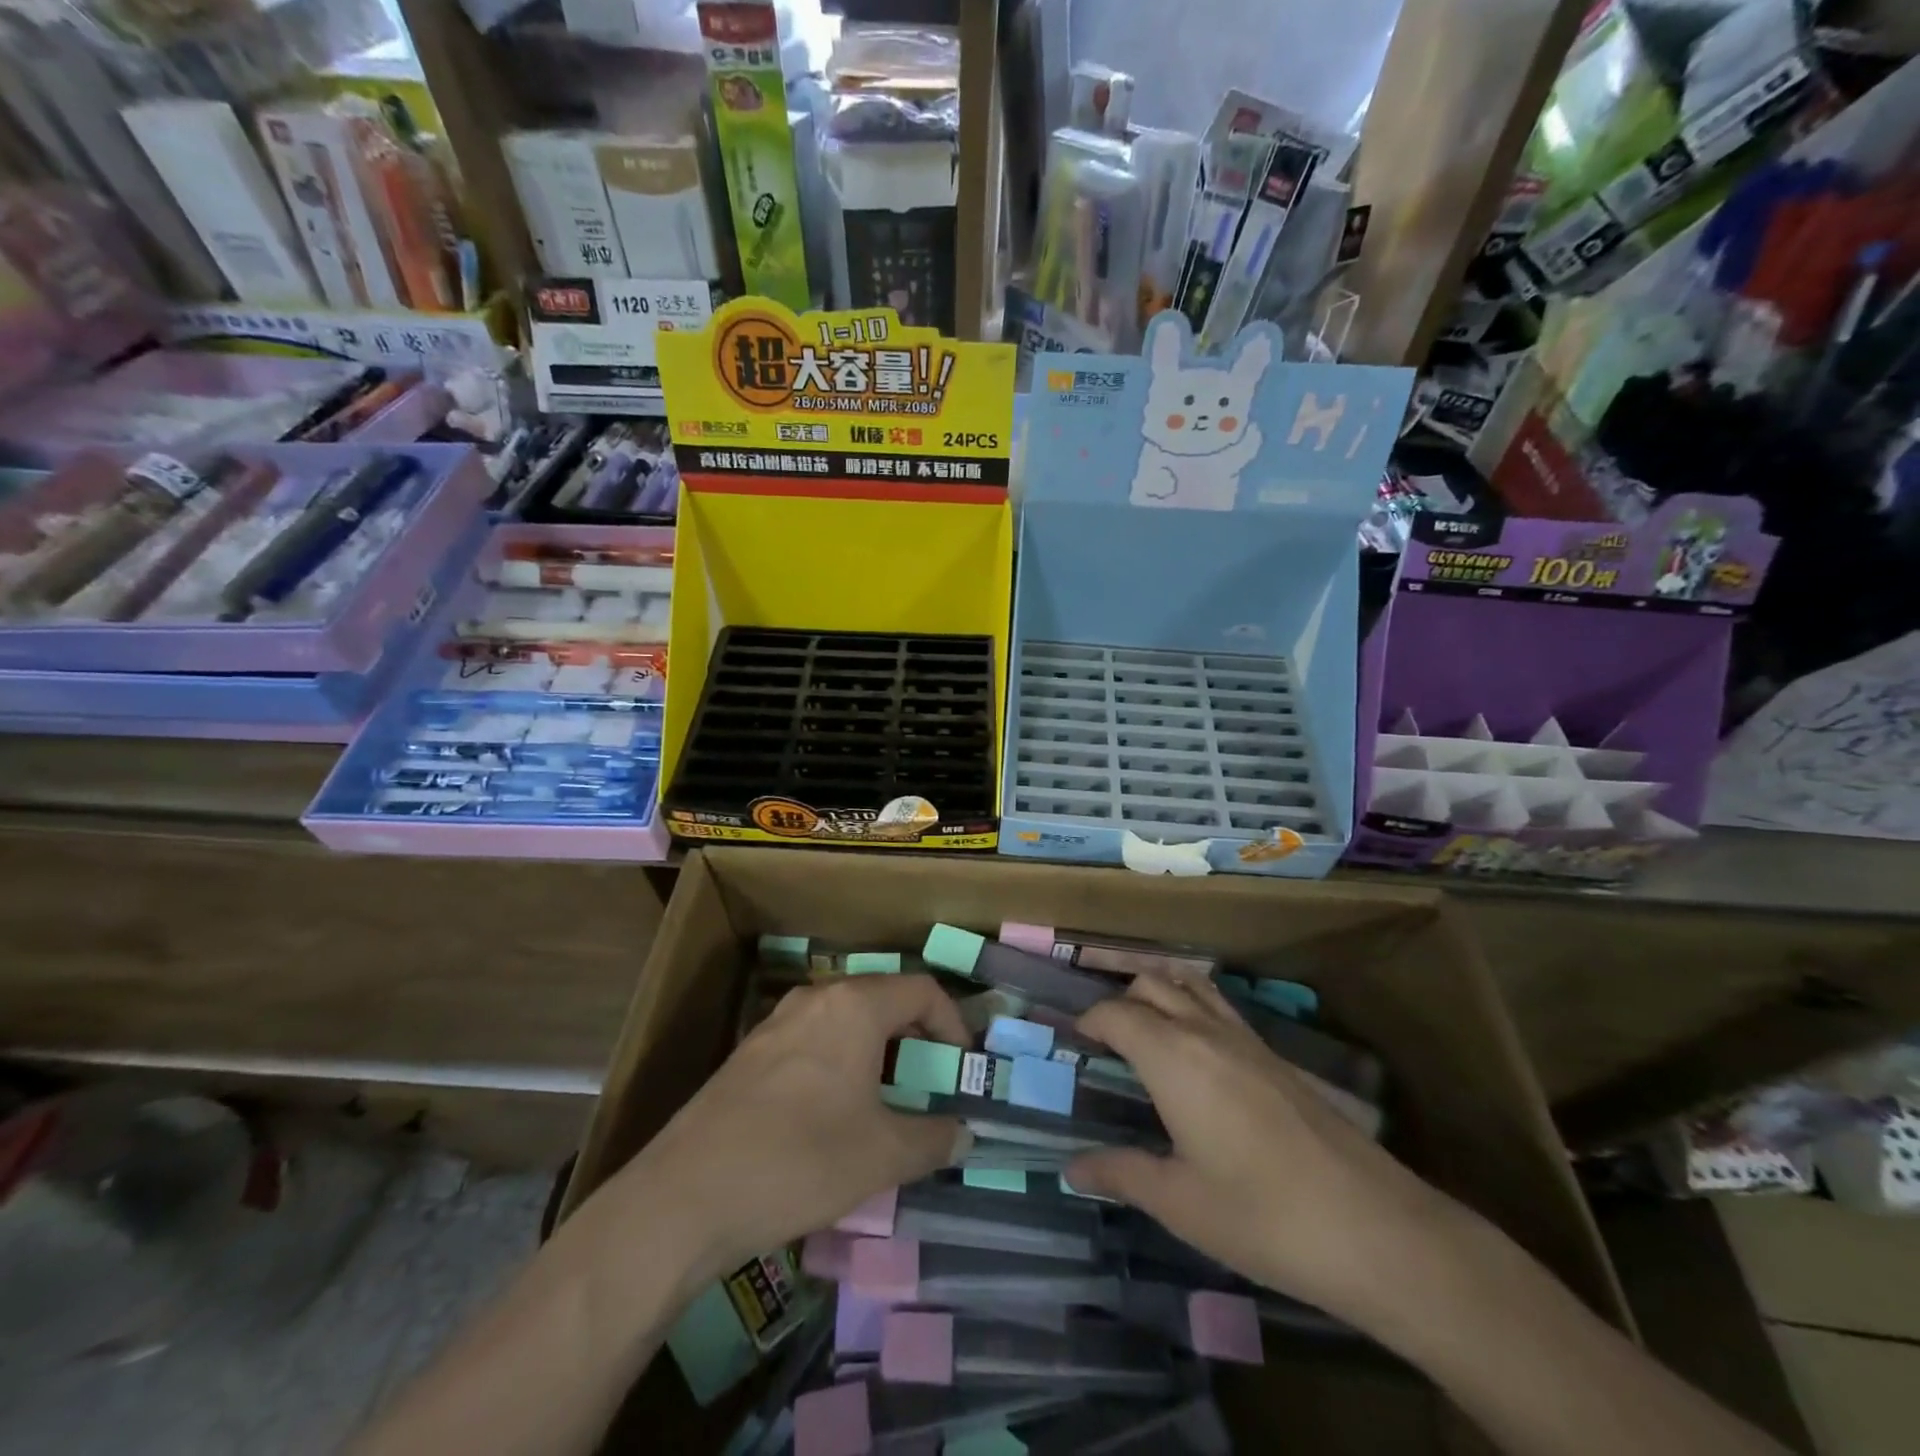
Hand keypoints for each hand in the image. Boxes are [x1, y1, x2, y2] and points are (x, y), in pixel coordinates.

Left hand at [600, 974, 970, 1287]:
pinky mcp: (750, 1052)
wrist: (686, 1196)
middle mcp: (817, 998)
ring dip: (876, 1051)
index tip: (961, 1069)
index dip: (953, 1024)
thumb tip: (964, 1134)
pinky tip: (832, 1113)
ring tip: (885, 1101)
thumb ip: (934, 1139)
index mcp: (855, 1006)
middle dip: (915, 1038)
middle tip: (929, 1084)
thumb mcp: (882, 1155)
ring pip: (846, 1020)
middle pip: (883, 999)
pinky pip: (813, 1040)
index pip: (922, 990)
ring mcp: (777, 1022)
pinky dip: (840, 1061)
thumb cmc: (801, 1160)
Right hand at [1065, 975, 1457, 1329]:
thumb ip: (1122, 1174)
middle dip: (1120, 998)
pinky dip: (1194, 1005)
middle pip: (1152, 984)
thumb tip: (1072, 1168)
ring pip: (1190, 985)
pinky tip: (1198, 1051)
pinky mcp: (1275, 1056)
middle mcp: (1205, 1032)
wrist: (1374, 1227)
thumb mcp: (1180, 1203)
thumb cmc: (1262, 1215)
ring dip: (1160, 992)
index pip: (1116, 1014)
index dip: (1089, 1020)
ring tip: (1144, 1026)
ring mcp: (1246, 1039)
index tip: (1074, 1041)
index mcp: (1172, 1057)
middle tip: (1103, 1036)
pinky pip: (1220, 1007)